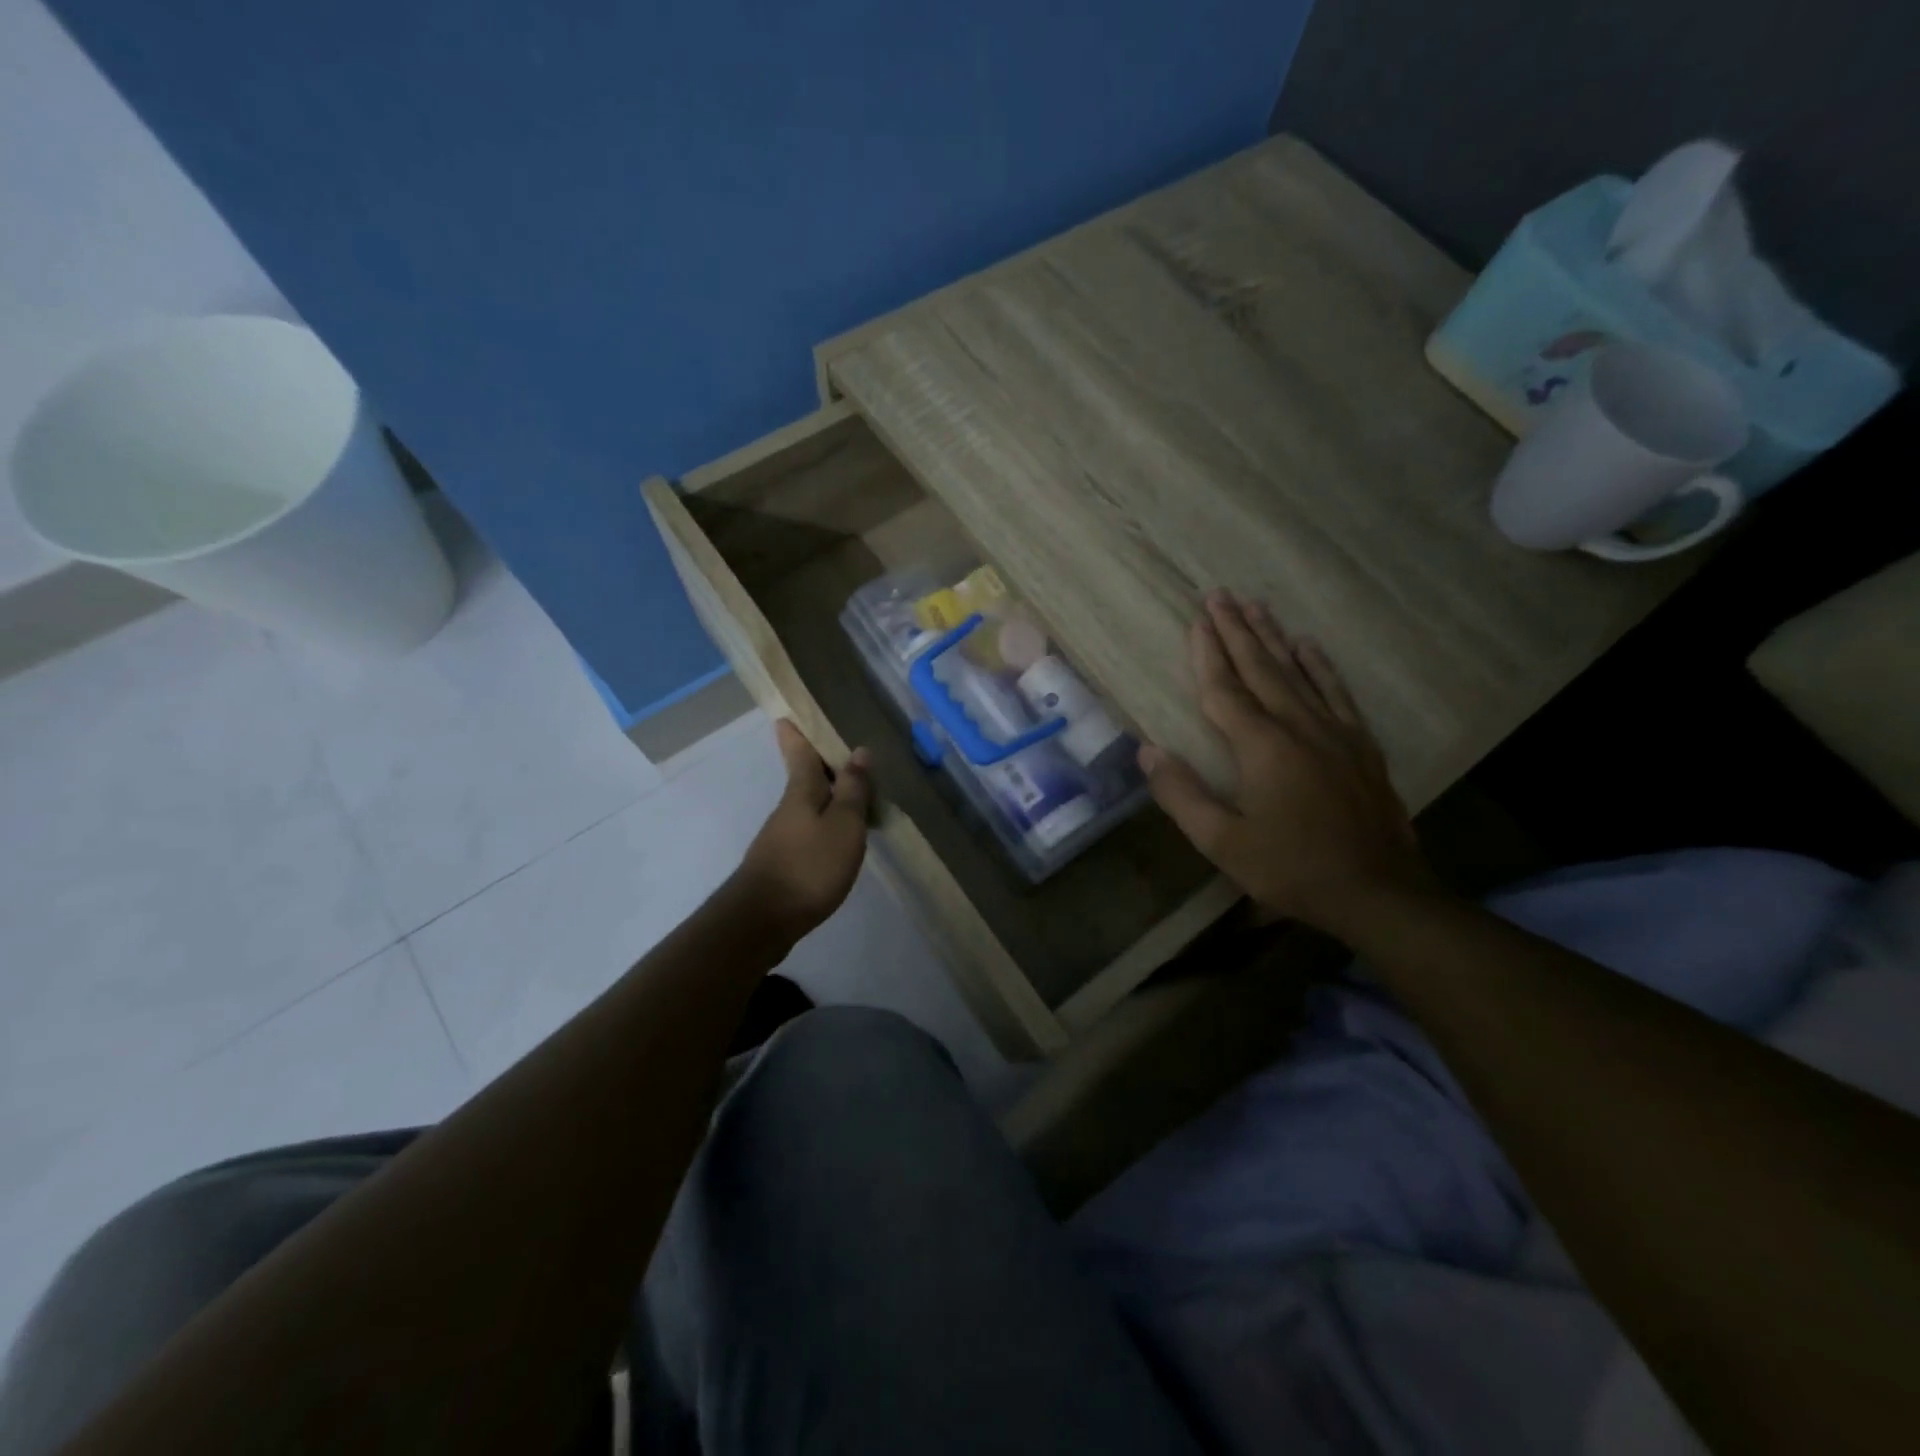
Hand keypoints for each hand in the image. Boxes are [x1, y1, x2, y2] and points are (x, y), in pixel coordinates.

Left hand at [733, 720, 872, 942]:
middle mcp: (788, 809)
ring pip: (808, 805)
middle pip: (803, 778)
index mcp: (801, 792)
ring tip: (853, 793)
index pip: (798, 753)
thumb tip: (860, 750)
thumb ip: (853, 790)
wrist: (763, 920)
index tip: (785, 715)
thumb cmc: (809, 865)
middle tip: (838, 749)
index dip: (795, 734)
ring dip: (826, 795)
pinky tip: (839, 836)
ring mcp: (782, 837)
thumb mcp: (843, 825)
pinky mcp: (783, 863)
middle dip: (816, 763)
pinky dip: (825, 824)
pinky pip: (809, 830)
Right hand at [1140, 592, 1434, 936]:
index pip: (1225, 691)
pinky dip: (1321, 666)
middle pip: (1261, 669)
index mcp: (1262, 747)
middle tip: (1220, 595)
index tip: (1196, 621)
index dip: (1207, 655)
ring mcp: (1335, 732)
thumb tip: (1148, 751)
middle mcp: (1298, 727)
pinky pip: (1336, 693)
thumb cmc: (1292, 869)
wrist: (1378, 893)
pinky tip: (1310, 647)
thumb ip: (1182, 795)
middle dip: (1237, 631)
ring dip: (1274, 638)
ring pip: (1298, 673)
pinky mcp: (1360, 746)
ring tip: (1257, 606)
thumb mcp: (1223, 842)